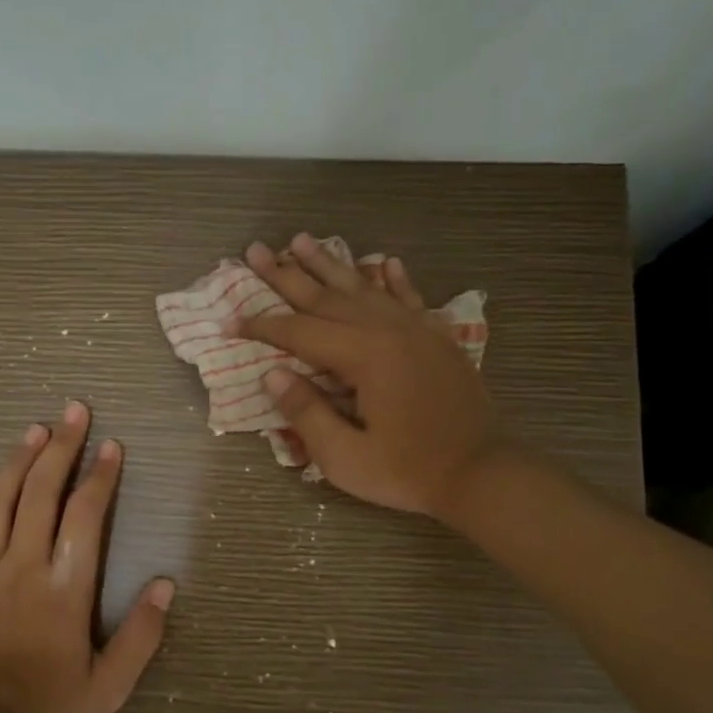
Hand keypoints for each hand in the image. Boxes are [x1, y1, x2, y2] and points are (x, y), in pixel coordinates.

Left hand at [0, 401, 175, 712]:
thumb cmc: (46, 706)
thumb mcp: (108, 685)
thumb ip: (142, 634)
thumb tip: (166, 584)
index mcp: (65, 586)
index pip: (86, 515)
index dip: (101, 476)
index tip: (112, 445)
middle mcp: (24, 564)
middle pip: (43, 492)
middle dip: (62, 447)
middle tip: (74, 411)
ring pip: (0, 502)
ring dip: (19, 460)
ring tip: (34, 428)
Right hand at [230, 233, 504, 517]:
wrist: (482, 472)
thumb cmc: (408, 471)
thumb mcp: (346, 457)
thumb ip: (307, 413)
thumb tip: (272, 375)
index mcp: (363, 356)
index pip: (299, 333)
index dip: (261, 327)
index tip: (230, 320)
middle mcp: (387, 330)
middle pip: (326, 297)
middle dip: (286, 275)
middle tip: (254, 250)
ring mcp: (416, 329)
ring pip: (363, 287)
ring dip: (329, 264)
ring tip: (301, 240)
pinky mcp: (437, 338)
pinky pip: (408, 297)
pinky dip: (392, 279)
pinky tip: (383, 262)